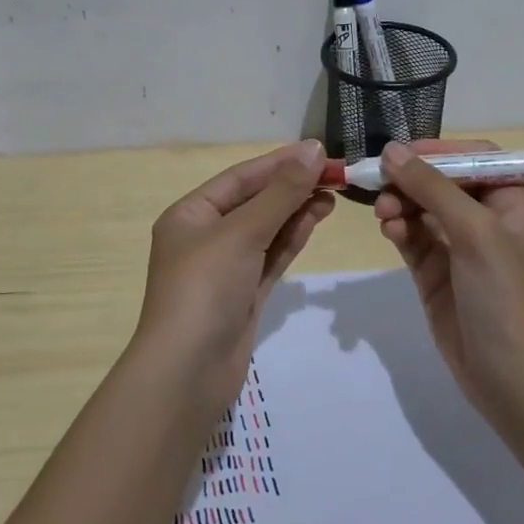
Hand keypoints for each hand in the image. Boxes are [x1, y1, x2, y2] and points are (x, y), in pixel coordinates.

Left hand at [135, 140, 334, 411]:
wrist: (188, 372)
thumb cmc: (205, 288)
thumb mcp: (242, 232)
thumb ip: (281, 193)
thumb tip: (312, 150)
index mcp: (190, 214)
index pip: (240, 178)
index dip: (280, 162)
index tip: (319, 151)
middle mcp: (205, 236)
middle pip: (254, 202)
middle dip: (292, 187)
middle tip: (335, 174)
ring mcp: (225, 268)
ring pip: (266, 229)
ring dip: (297, 210)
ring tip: (333, 194)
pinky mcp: (243, 294)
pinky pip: (271, 256)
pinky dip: (292, 238)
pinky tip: (316, 219)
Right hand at [372, 140, 523, 419]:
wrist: (511, 376)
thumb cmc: (505, 294)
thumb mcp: (474, 231)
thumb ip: (431, 187)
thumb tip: (392, 150)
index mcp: (509, 202)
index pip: (472, 158)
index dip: (438, 150)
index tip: (401, 152)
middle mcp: (485, 219)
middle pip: (440, 182)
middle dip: (410, 180)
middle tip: (378, 182)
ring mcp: (458, 247)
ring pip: (421, 208)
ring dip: (400, 203)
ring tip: (384, 213)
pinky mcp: (435, 272)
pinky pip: (412, 237)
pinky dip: (398, 228)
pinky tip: (389, 229)